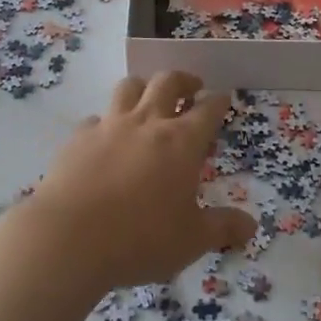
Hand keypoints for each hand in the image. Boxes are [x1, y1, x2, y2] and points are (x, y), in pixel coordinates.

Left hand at [19, 72, 256, 291]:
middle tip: (192, 86)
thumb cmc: (140, 238)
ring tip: (148, 97)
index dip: (218, 101)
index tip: (223, 98)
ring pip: (129, 87)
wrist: (69, 237)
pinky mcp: (78, 137)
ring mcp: (110, 126)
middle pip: (168, 82)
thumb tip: (251, 226)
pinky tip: (104, 137)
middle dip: (184, 79)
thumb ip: (223, 228)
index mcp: (181, 142)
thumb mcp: (191, 240)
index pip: (208, 110)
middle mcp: (148, 123)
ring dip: (143, 87)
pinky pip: (95, 118)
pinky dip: (105, 122)